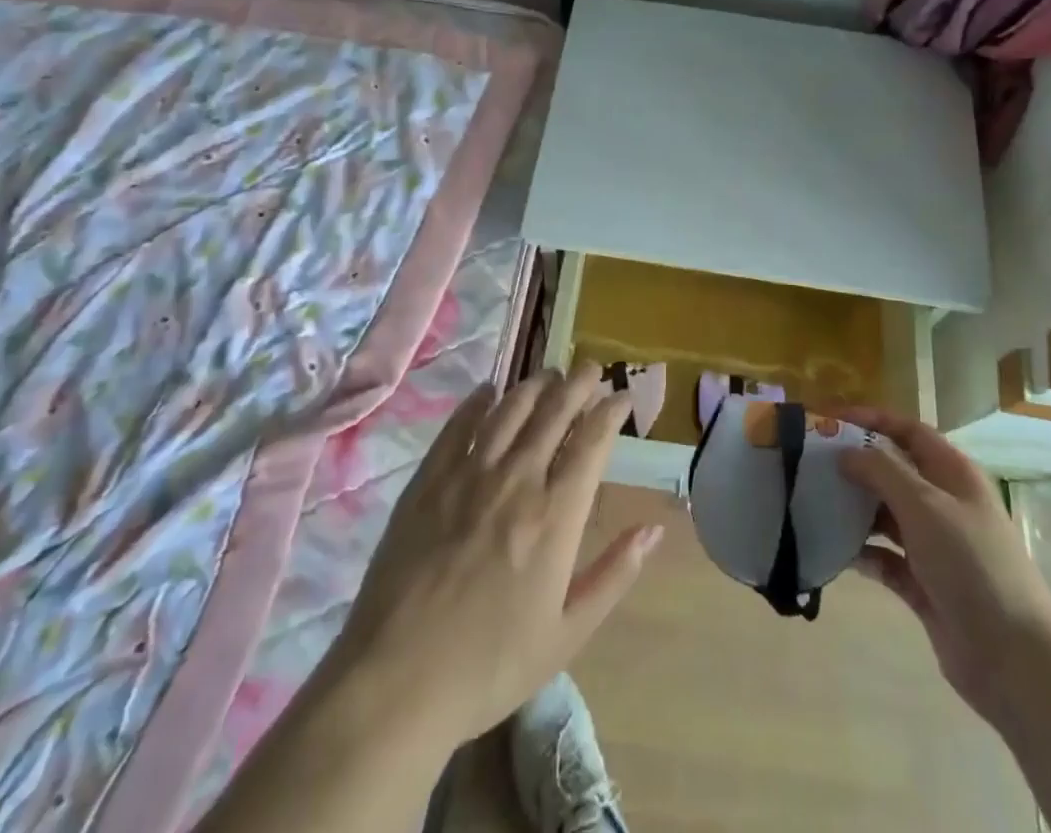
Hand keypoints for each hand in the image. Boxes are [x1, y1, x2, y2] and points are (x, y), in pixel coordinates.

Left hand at [323, 361, 662, 758]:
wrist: (396, 682)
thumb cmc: (491, 665)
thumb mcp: (568, 633)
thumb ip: (615, 574)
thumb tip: (654, 528)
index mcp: (555, 516)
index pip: (592, 442)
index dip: (611, 411)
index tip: (623, 396)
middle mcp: (516, 480)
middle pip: (553, 412)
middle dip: (577, 384)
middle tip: (590, 368)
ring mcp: (468, 475)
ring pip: (509, 409)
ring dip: (534, 385)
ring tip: (549, 374)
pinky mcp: (428, 480)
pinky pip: (458, 426)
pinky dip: (477, 402)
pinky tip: (487, 391)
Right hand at [836, 406, 1050, 721]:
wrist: (1013, 658)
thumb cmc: (971, 564)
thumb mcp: (924, 505)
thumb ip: (881, 471)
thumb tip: (846, 452)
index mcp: (953, 474)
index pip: (908, 430)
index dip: (871, 420)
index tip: (829, 421)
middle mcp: (944, 503)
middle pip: (893, 471)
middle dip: (856, 465)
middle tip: (812, 464)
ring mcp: (935, 545)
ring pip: (886, 514)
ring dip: (855, 509)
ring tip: (815, 505)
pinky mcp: (924, 584)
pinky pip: (885, 558)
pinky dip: (863, 552)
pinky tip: (836, 552)